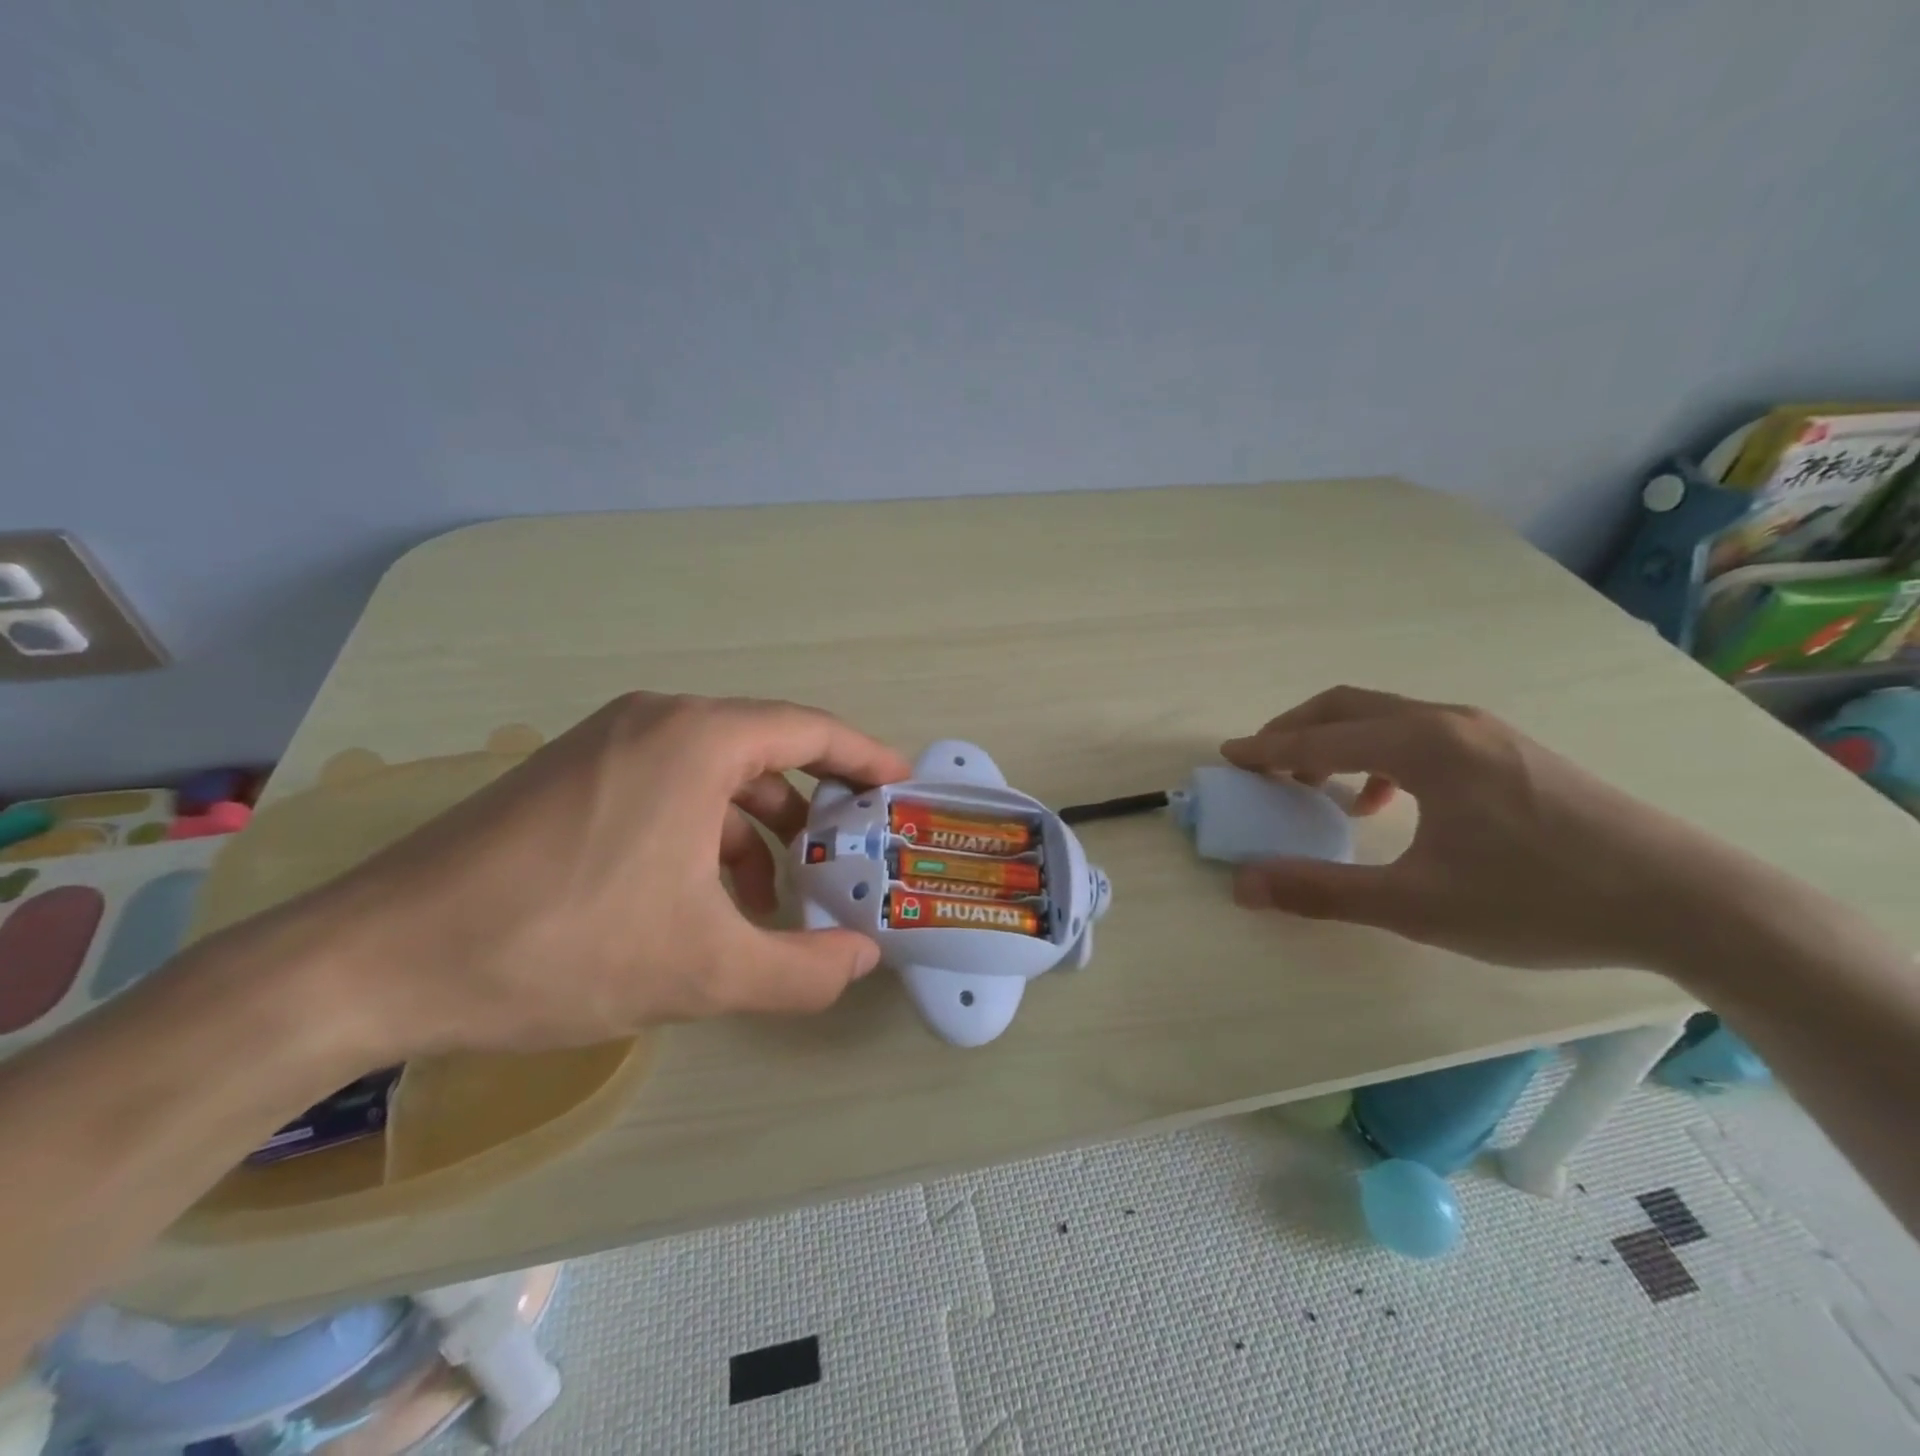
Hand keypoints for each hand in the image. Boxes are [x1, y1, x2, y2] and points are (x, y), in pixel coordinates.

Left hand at [281, 693, 913, 1057]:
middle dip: (814, 805)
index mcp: (697, 740)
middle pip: (766, 749)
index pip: (810, 730)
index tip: (898, 788)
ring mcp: (605, 743)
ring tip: (776, 894)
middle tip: (847, 856)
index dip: (864, 758)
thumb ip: (803, 970)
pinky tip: (704, 895)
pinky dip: (705, 831)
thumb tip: (862, 960)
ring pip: (715, 773)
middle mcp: (655, 721)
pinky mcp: (570, 775)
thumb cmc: (560, 946)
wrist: (373, 962)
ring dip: (758, 827)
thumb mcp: (703, 970)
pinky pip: (667, 787)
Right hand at [1221, 686, 1757, 970]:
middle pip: (1347, 707)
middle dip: (1295, 731)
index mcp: (1421, 746)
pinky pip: (1421, 735)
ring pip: (1386, 717)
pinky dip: (1381, 756)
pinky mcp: (1511, 751)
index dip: (1266, 749)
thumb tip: (1244, 884)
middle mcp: (1448, 722)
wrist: (1688, 902)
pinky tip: (1389, 804)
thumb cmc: (1539, 899)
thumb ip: (1322, 891)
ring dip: (1338, 742)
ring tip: (1318, 788)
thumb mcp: (1416, 905)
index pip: (1319, 738)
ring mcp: (1486, 732)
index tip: (1228, 758)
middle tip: (1263, 766)